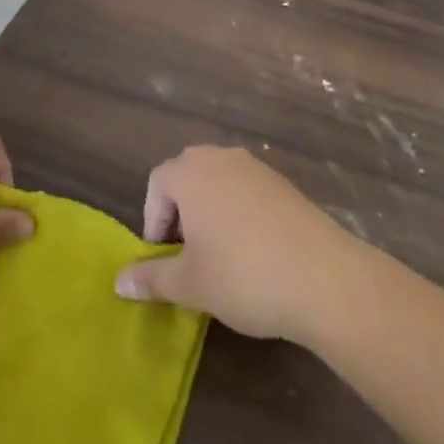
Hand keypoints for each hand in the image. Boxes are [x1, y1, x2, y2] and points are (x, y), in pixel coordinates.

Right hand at [114, 146, 357, 343]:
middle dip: (181, 211)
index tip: (163, 256)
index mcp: (191, 173)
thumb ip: (151, 278)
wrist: (326, 279)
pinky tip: (254, 252)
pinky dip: (240, 213)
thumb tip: (118, 282)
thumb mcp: (190, 284)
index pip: (157, 183)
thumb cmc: (243, 276)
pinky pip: (248, 190)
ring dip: (210, 210)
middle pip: (187, 175)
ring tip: (219, 254)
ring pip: (219, 181)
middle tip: (187, 252)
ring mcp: (257, 168)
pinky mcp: (286, 185)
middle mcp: (221, 158)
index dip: (154, 219)